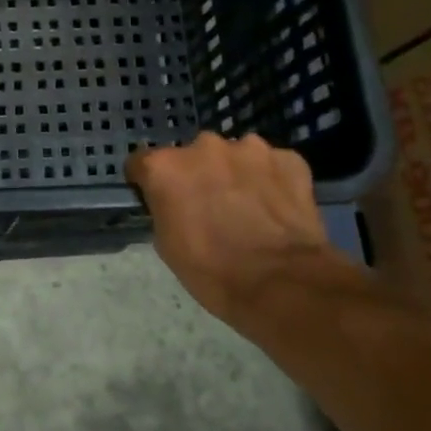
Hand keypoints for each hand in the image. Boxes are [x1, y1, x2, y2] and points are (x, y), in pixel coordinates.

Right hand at [126, 132, 334, 322]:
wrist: (282, 284)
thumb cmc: (212, 271)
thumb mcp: (166, 245)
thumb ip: (164, 209)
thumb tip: (173, 203)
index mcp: (165, 167)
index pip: (142, 163)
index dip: (148, 182)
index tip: (158, 200)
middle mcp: (204, 146)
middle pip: (191, 156)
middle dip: (197, 175)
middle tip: (209, 207)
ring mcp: (250, 148)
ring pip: (234, 156)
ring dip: (234, 174)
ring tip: (248, 208)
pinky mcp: (288, 159)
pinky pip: (272, 165)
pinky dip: (271, 181)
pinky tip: (277, 209)